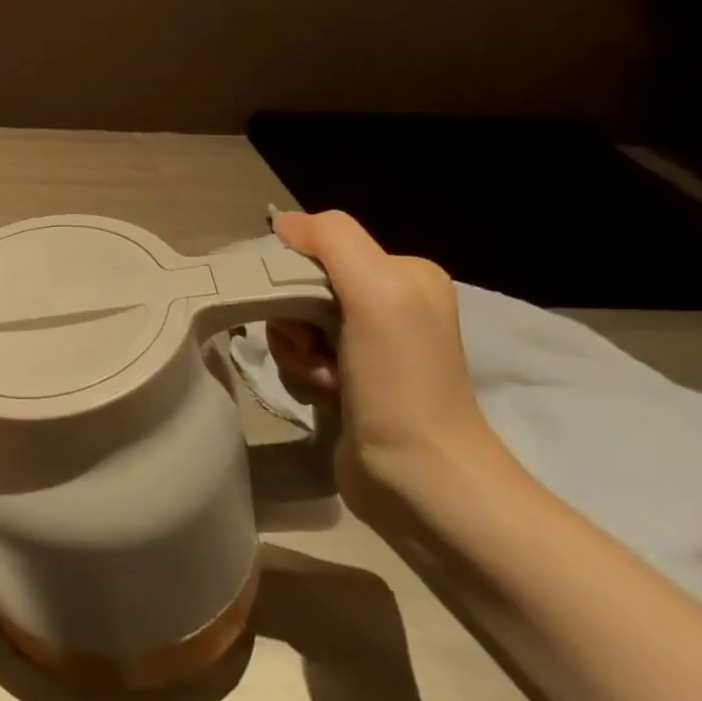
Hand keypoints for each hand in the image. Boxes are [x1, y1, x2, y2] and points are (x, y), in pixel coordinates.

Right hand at [267, 210, 496, 521]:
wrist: (419, 478)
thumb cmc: (400, 381)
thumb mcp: (376, 291)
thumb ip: (331, 240)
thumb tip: (282, 221)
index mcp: (403, 274)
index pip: (317, 248)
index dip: (294, 275)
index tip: (305, 312)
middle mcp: (389, 303)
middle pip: (299, 286)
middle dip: (294, 320)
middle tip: (319, 351)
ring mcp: (368, 345)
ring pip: (292, 324)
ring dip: (296, 352)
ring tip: (326, 381)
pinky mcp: (349, 380)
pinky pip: (298, 356)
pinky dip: (302, 374)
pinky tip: (326, 396)